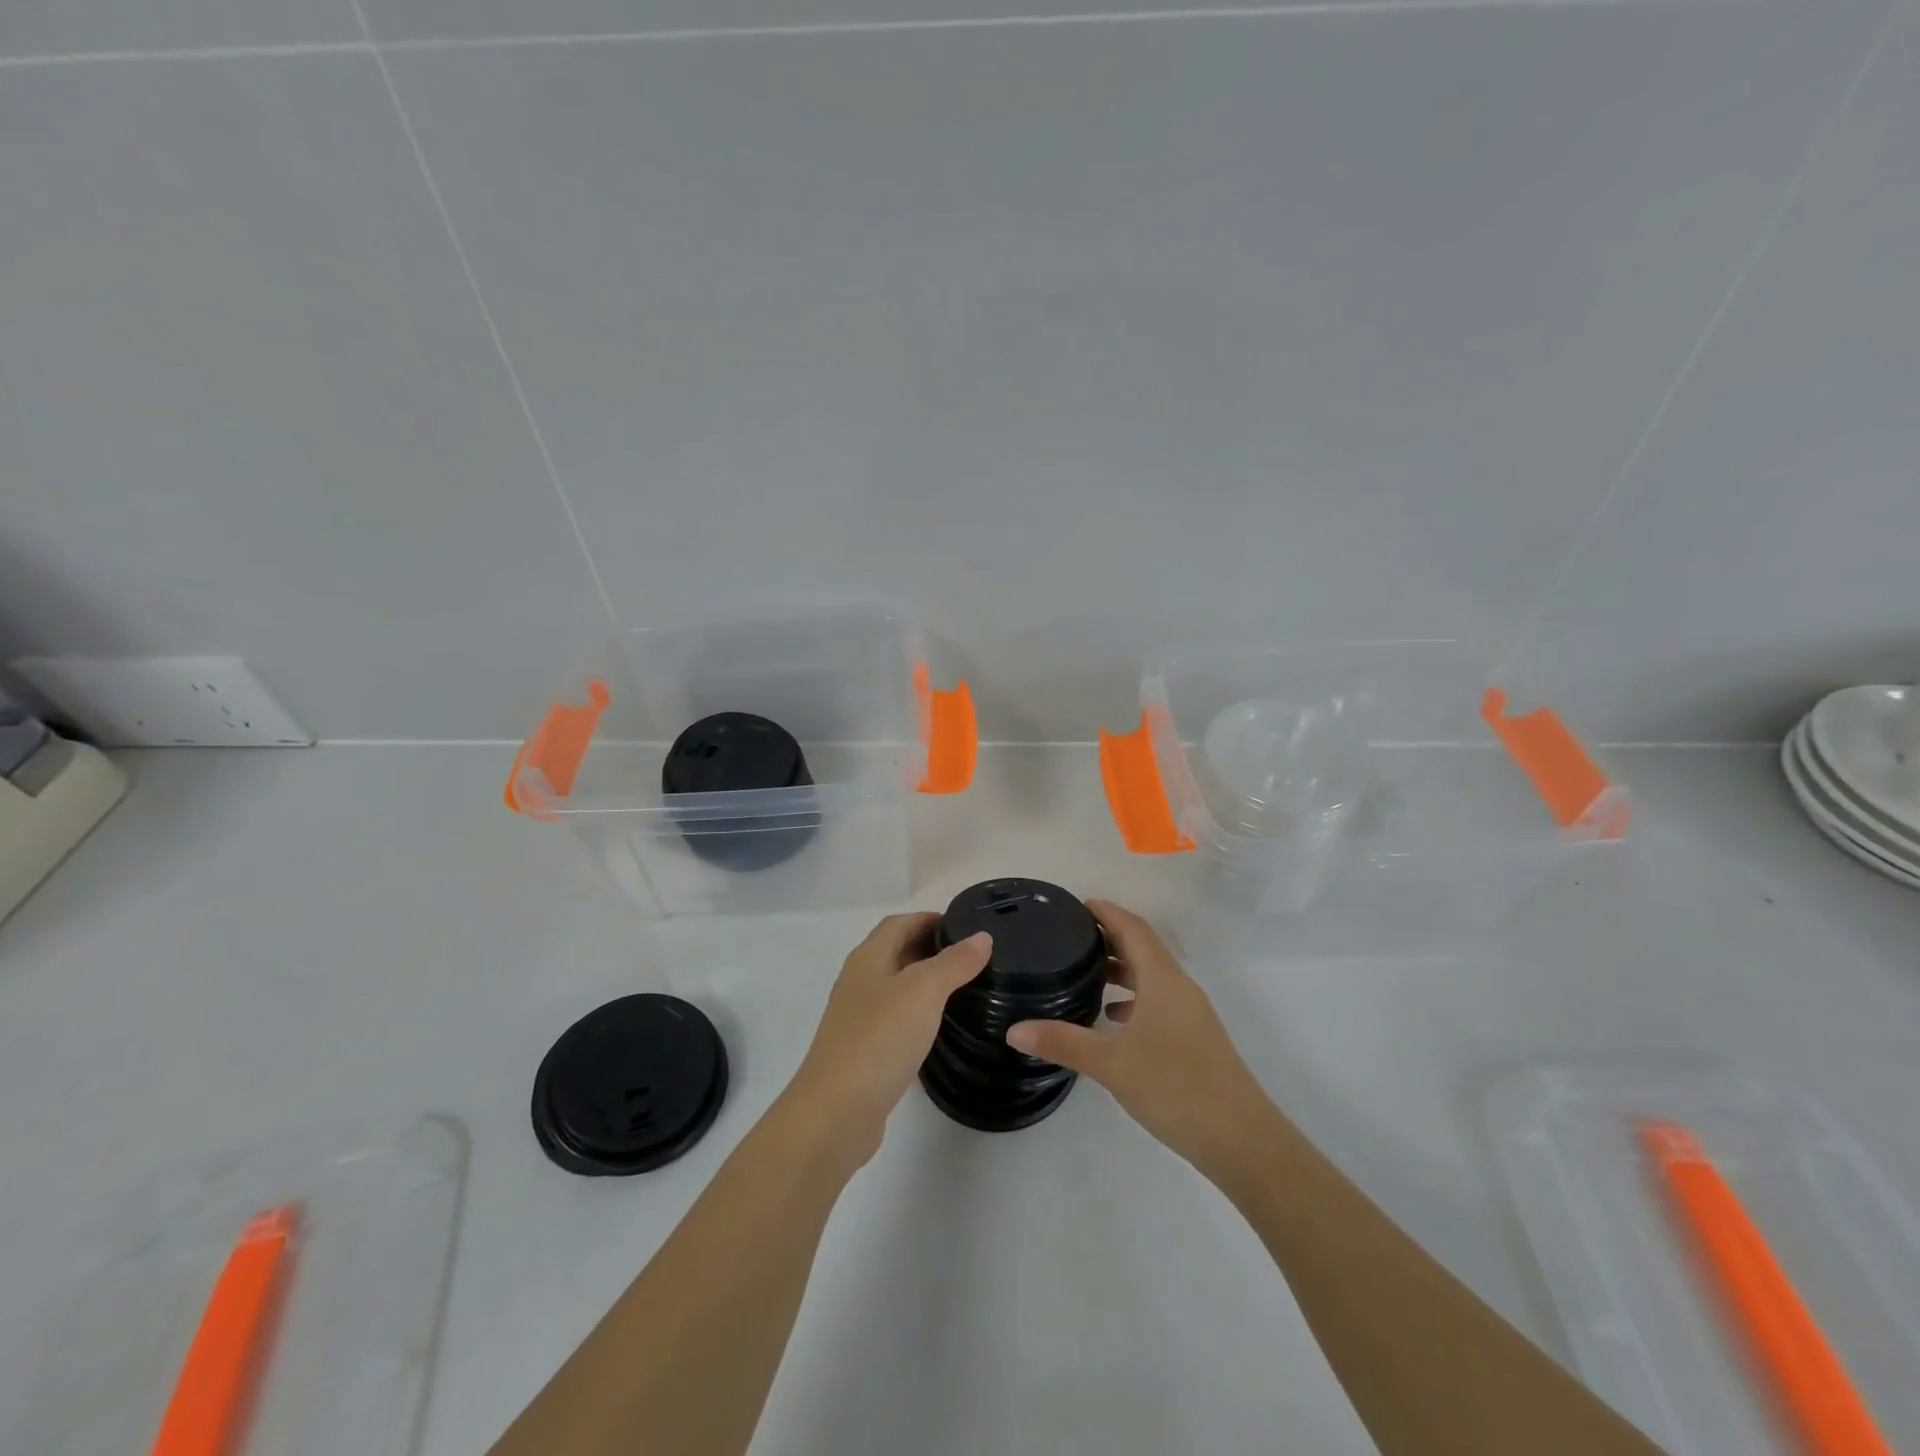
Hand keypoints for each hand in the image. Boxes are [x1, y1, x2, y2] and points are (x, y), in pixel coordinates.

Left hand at [783, 913, 991, 1167]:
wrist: (836, 1113)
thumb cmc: (879, 1038)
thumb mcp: (924, 991)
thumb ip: (954, 962)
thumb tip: (981, 937)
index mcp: (868, 958)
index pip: (899, 923)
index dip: (930, 919)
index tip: (968, 928)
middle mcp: (860, 983)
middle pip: (897, 953)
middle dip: (933, 950)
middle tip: (975, 960)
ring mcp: (859, 1020)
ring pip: (899, 991)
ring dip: (928, 987)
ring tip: (968, 992)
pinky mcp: (865, 1055)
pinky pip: (897, 1026)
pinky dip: (920, 1022)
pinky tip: (944, 1035)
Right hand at [1006, 899, 1271, 1174]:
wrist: (1241, 1139)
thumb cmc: (1176, 1087)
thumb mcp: (1112, 1064)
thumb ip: (1062, 1042)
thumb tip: (1013, 1029)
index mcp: (1163, 980)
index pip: (1134, 929)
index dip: (1108, 912)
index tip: (1077, 905)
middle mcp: (1179, 988)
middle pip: (1143, 948)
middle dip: (1110, 937)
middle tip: (1070, 937)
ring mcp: (1190, 1014)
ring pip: (1152, 977)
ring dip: (1122, 969)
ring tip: (1085, 974)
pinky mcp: (1194, 1038)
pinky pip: (1158, 1001)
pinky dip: (1133, 998)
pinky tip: (1112, 1019)